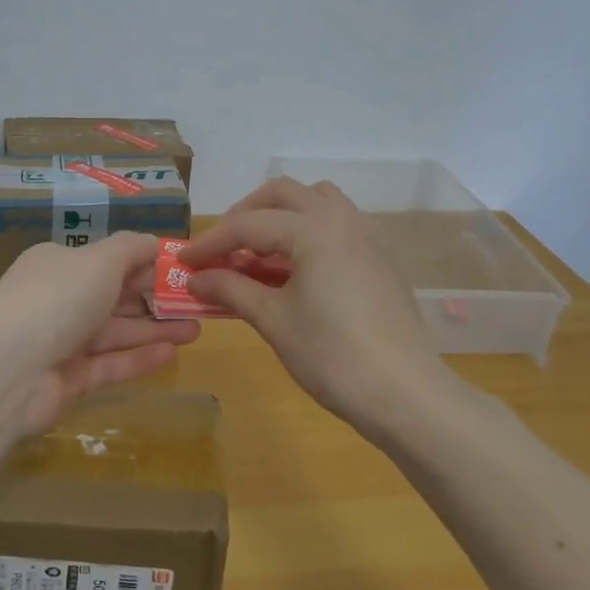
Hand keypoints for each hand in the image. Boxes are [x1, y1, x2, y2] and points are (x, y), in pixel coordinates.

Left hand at [0, 233, 200, 433]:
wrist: (5, 372)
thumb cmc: (56, 299)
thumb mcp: (99, 260)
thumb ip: (131, 249)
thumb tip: (155, 242)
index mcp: (59, 264)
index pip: (109, 260)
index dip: (147, 264)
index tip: (184, 270)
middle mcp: (59, 299)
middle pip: (115, 297)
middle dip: (156, 299)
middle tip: (198, 303)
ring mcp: (62, 342)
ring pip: (116, 332)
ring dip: (155, 329)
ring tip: (197, 329)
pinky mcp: (67, 380)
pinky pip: (109, 364)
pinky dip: (138, 358)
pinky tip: (171, 353)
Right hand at [178, 178, 438, 427]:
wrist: (405, 394)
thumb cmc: (333, 356)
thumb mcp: (274, 321)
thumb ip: (231, 290)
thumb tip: (195, 280)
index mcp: (314, 228)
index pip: (248, 225)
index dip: (211, 243)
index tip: (183, 262)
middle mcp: (342, 218)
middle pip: (282, 195)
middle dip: (245, 215)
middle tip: (221, 248)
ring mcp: (367, 235)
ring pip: (315, 201)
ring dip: (280, 216)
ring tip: (258, 253)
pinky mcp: (380, 257)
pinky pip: (337, 223)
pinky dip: (308, 230)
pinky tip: (296, 269)